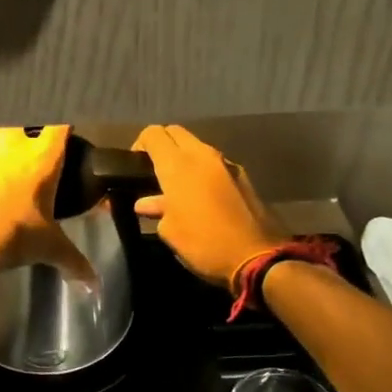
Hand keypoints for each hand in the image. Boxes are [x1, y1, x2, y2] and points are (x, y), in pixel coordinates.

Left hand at [0, 120, 96, 282]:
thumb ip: (74, 262)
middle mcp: (12, 139)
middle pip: (23, 108)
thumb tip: (95, 287)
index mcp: (43, 158)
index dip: (62, 119)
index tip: (61, 122)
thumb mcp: (48, 248)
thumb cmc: (13, 237)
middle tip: (23, 122)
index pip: (60, 123)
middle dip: (24, 112)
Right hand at [132, 125, 288, 290]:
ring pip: (197, 148)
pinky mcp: (243, 177)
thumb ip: (157, 209)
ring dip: (184, 159)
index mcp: (178, 164)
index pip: (153, 134)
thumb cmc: (203, 244)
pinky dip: (203, 172)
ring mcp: (226, 163)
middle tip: (154, 172)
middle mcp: (202, 155)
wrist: (257, 258)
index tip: (134, 166)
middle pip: (176, 133)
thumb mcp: (170, 231)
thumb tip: (147, 202)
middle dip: (162, 146)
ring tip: (176, 188)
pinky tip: (201, 199)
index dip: (139, 144)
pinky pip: (214, 164)